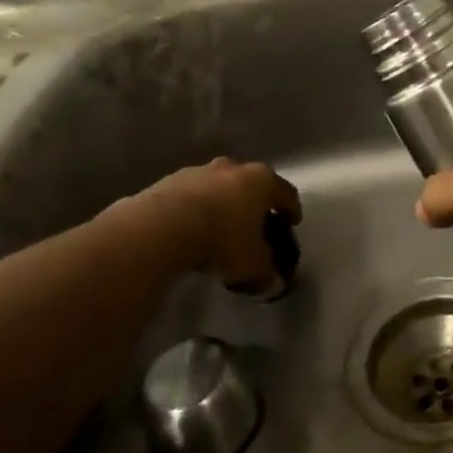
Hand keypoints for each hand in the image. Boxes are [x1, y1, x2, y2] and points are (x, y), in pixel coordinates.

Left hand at [123, 159, 301, 290]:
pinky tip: (190, 228)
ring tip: (218, 228)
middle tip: (254, 225)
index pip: (286, 193)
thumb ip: (266, 272)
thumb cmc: (221, 240)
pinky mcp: (170, 180)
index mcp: (262, 181)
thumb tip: (273, 283)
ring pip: (219, 186)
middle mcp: (234, 169)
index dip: (291, 209)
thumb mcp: (252, 265)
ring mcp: (200, 171)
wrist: (161, 228)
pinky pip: (191, 195)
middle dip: (255, 203)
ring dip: (222, 203)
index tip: (291, 223)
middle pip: (252, 184)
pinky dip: (195, 208)